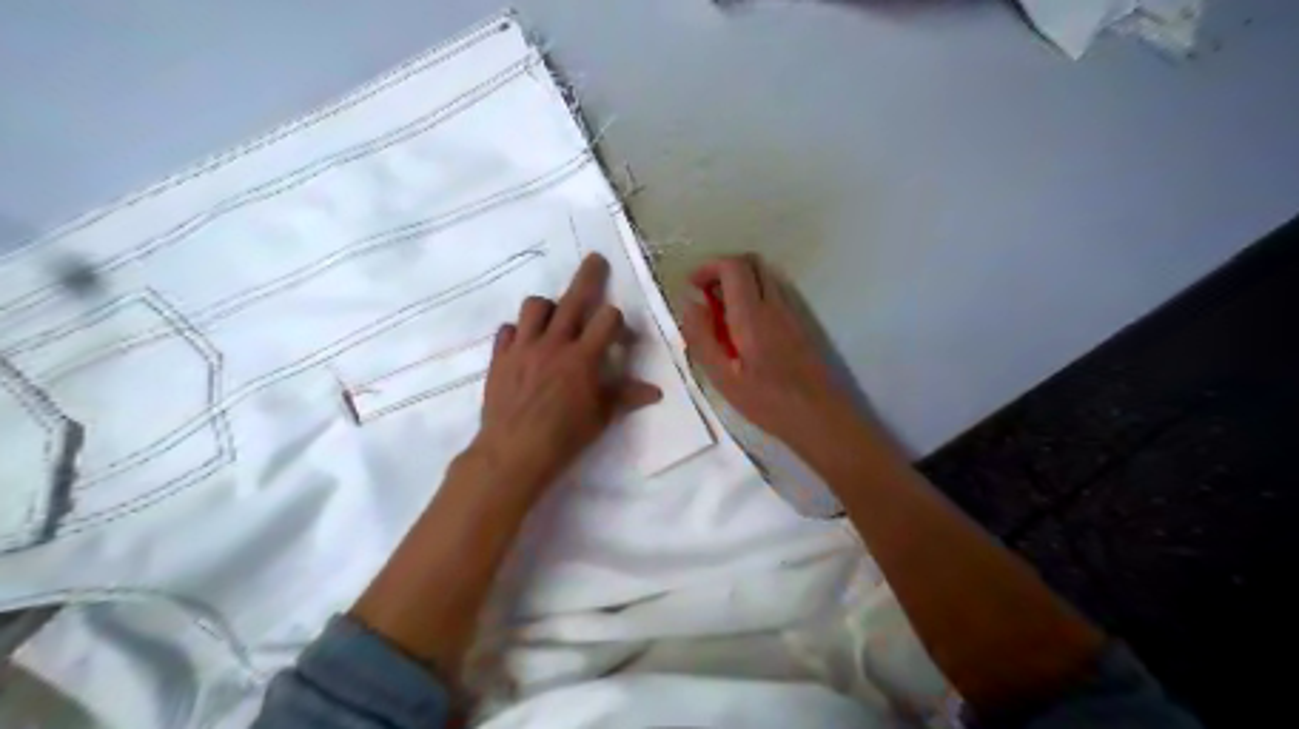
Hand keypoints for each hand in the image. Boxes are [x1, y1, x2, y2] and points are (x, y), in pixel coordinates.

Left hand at [472, 252, 664, 495]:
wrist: (513, 451)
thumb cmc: (564, 436)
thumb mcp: (601, 417)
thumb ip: (626, 397)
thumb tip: (655, 392)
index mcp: (582, 357)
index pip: (607, 318)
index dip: (618, 320)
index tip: (620, 334)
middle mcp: (553, 343)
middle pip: (573, 298)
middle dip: (589, 276)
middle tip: (595, 259)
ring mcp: (523, 347)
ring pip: (534, 306)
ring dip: (547, 306)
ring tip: (554, 317)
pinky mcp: (500, 357)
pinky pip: (506, 330)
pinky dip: (517, 331)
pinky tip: (524, 343)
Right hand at [680, 254, 853, 448]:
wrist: (820, 417)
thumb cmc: (767, 402)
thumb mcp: (723, 377)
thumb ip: (702, 337)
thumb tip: (689, 303)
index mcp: (753, 315)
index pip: (733, 266)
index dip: (708, 267)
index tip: (692, 287)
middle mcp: (775, 305)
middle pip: (751, 263)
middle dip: (723, 270)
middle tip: (705, 297)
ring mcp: (792, 313)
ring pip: (764, 278)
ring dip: (739, 285)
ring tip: (721, 317)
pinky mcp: (800, 325)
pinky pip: (774, 295)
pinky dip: (753, 298)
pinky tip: (743, 332)